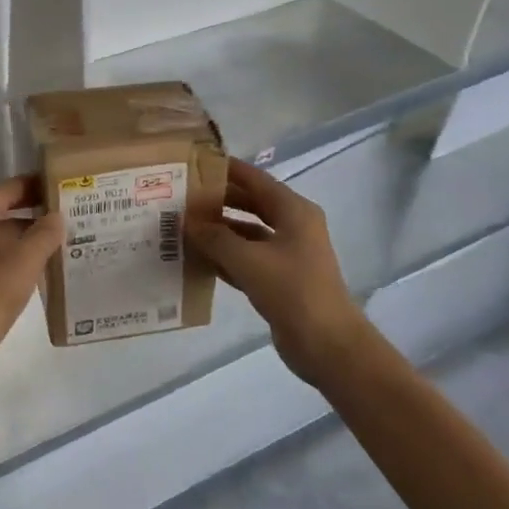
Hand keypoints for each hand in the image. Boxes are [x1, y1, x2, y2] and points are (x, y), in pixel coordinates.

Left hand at [0, 175, 63, 396]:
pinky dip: (9, 259)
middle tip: (68, 218)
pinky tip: (32, 273)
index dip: (36, 185)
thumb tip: (56, 217)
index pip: (8, 188)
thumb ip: (45, 234)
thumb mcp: (24, 263)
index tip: (64, 187)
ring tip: (57, 245)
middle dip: (32, 214)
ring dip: (22, 239)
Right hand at [187, 159, 372, 386]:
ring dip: (219, 230)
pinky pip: (247, 258)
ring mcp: (287, 254)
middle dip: (218, 201)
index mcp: (294, 211)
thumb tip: (186, 220)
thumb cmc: (292, 290)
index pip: (255, 179)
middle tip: (182, 196)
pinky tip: (198, 258)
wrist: (327, 344)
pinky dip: (225, 256)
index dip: (226, 170)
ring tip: (183, 226)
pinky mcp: (279, 279)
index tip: (194, 164)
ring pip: (247, 233)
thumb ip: (214, 237)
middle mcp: (293, 226)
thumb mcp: (247, 259)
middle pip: (251, 204)